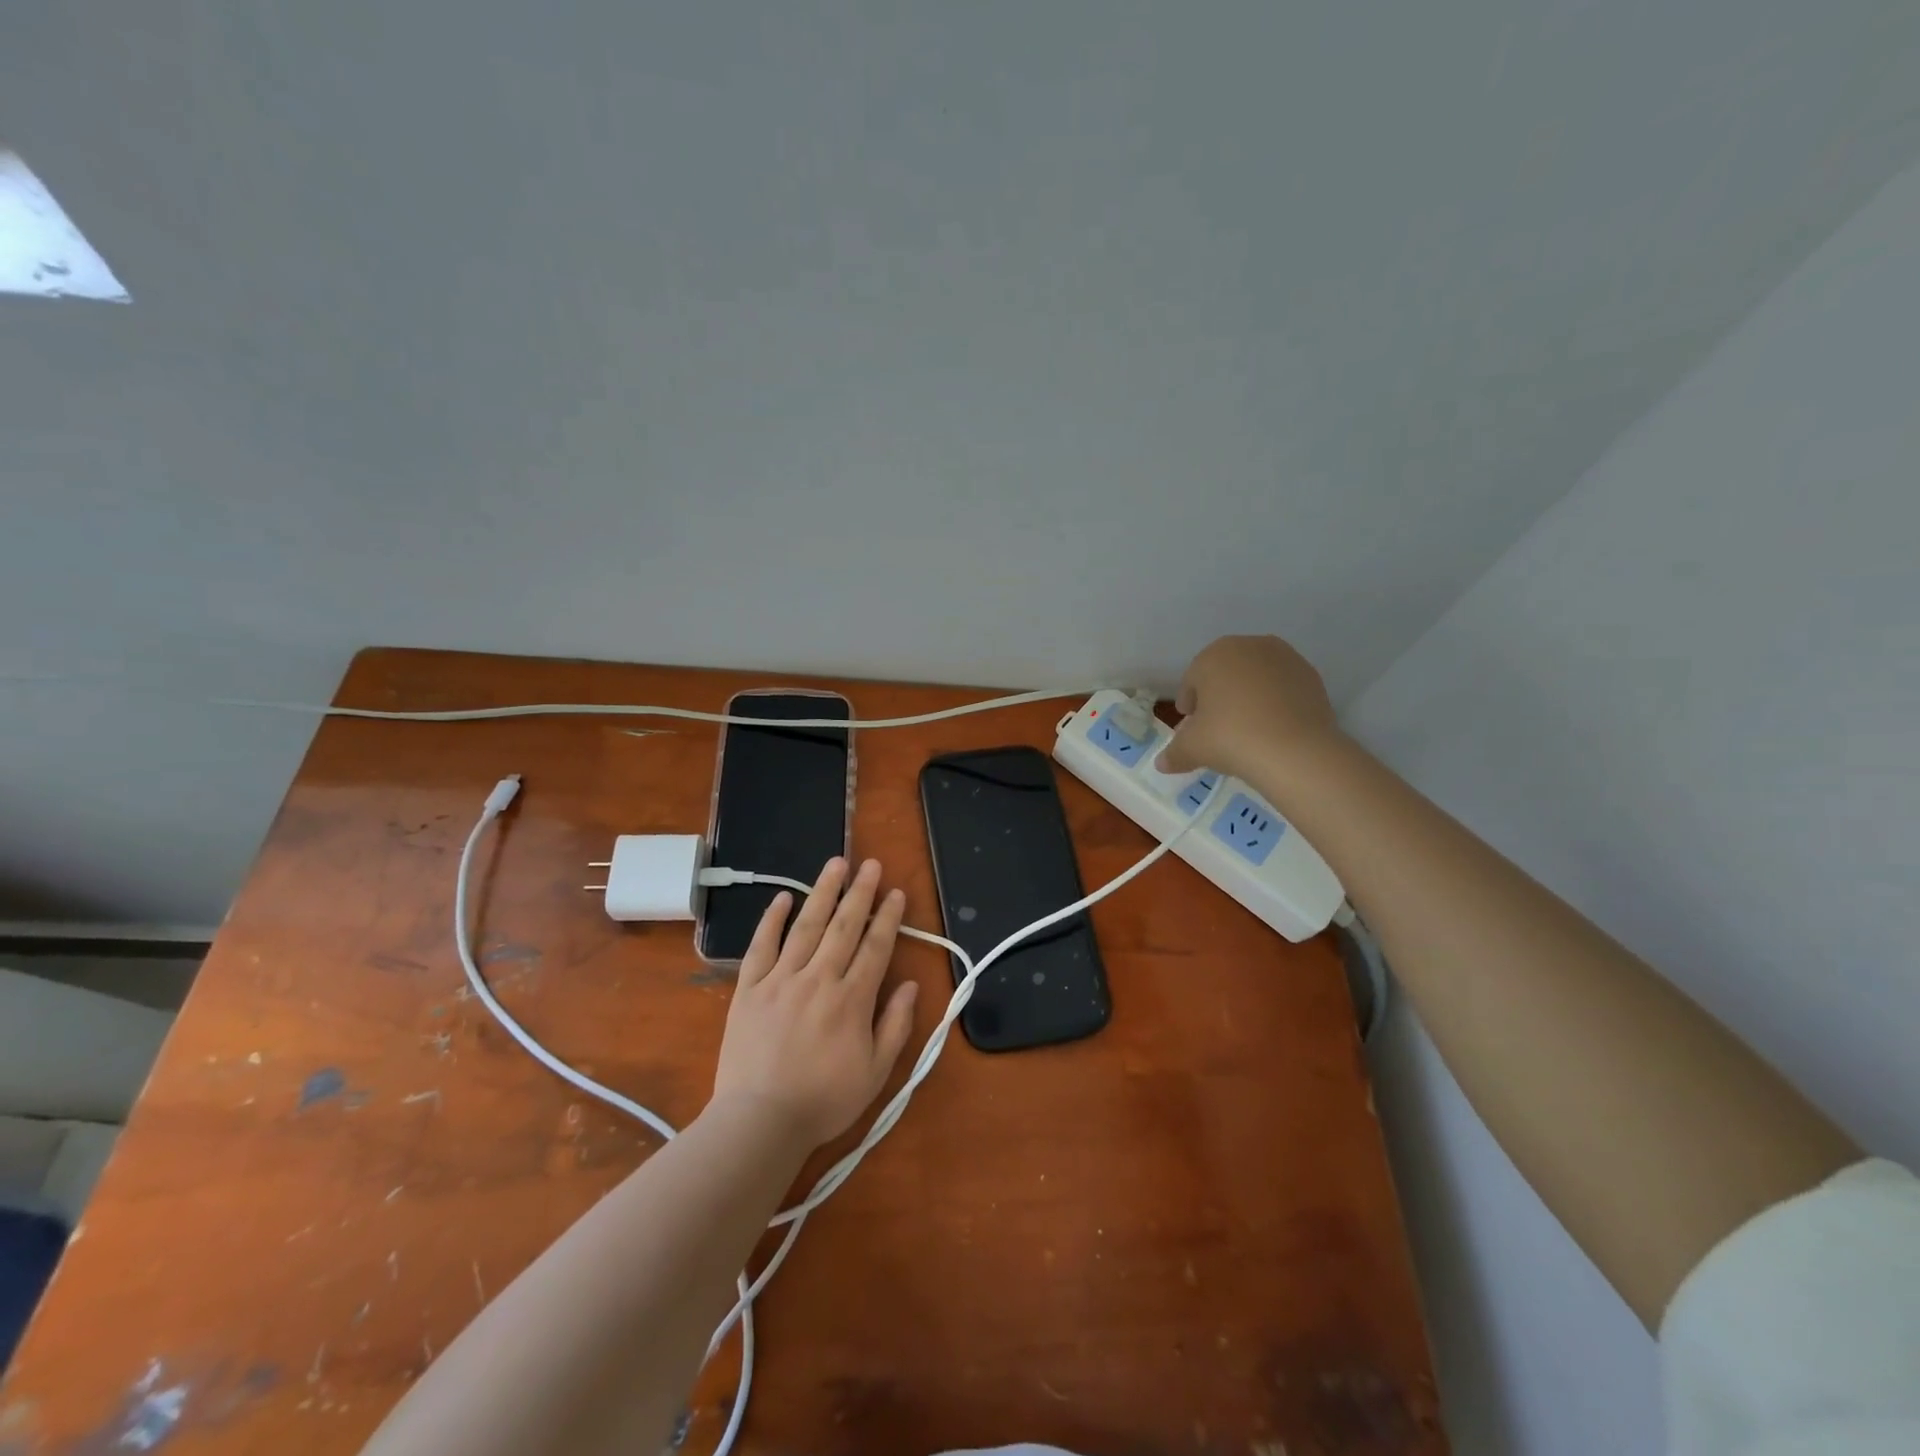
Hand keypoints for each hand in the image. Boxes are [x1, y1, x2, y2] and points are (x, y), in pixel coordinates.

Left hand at [711, 858, 919, 1147]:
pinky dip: (772, 920)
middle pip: (844, 927)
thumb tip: (910, 985)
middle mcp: (818, 979)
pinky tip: (783, 897)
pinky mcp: (749, 989)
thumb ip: (896, 1025)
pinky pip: (761, 946)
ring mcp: (780, 980)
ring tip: (836, 864)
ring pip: (806, 926)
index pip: (875, 947)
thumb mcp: (876, 1073)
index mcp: (852, 1000)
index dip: (888, 918)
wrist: (759, 1122)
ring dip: (823, 892)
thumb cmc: (823, 1101)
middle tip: (871, 864)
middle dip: (860, 892)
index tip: (896, 892)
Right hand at [1156, 634, 1341, 780]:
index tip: (1190, 726)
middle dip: (1219, 697)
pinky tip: (1273, 729)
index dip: (1189, 704)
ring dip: (1248, 697)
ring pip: (1256, 679)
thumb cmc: (1231, 738)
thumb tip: (1162, 763)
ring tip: (1247, 729)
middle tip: (1216, 728)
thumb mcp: (1192, 748)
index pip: (1192, 679)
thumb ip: (1174, 753)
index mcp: (1214, 655)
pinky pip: (1282, 688)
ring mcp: (1285, 658)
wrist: (1295, 750)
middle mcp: (1249, 646)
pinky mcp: (1311, 676)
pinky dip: (1275, 703)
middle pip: (1225, 674)